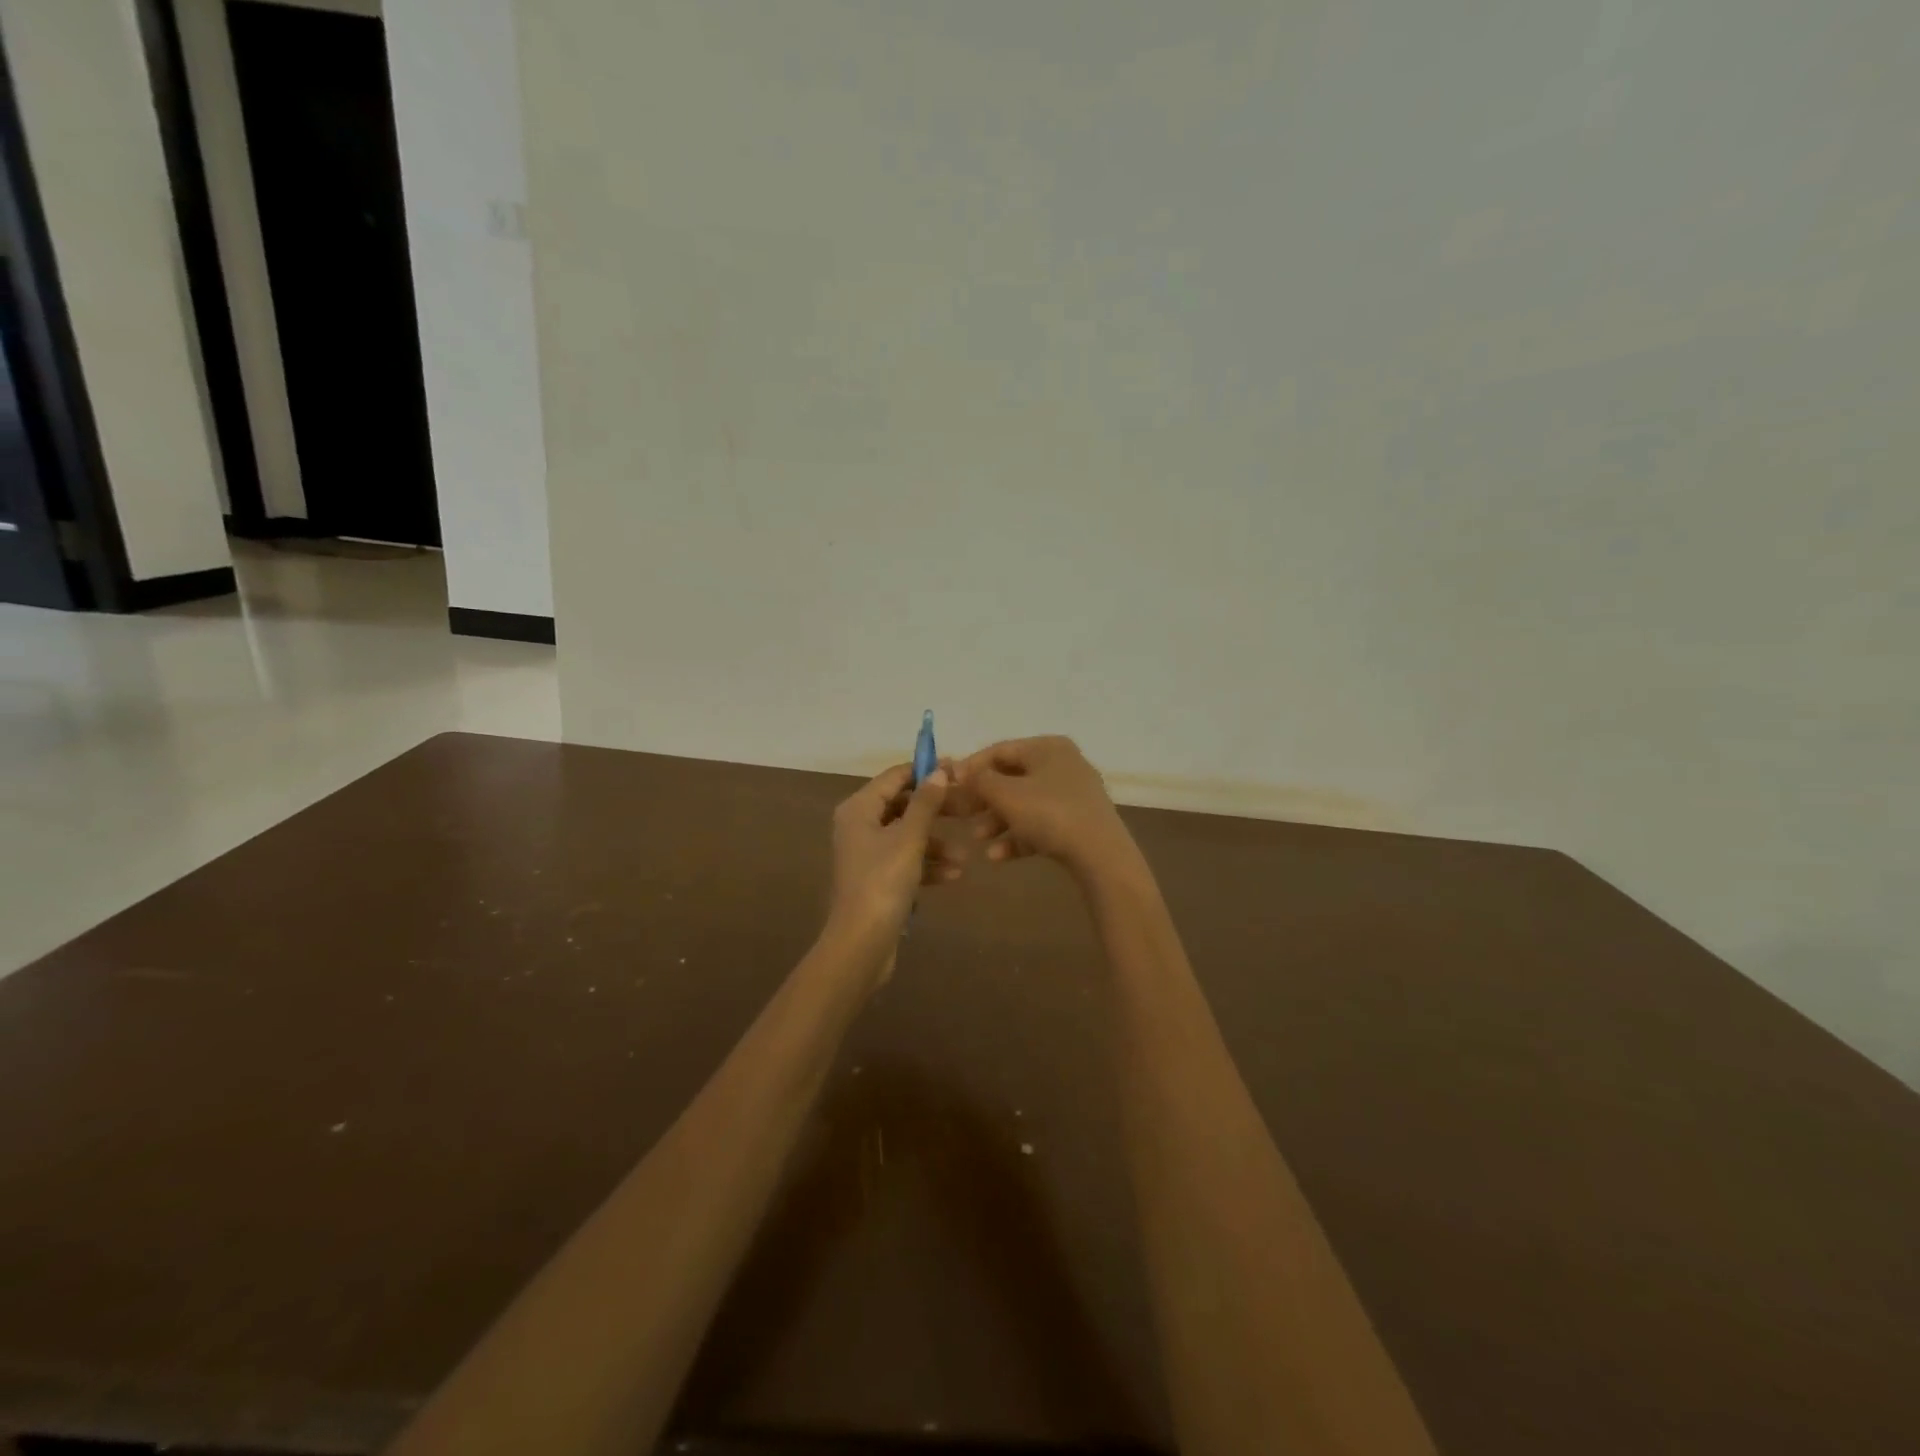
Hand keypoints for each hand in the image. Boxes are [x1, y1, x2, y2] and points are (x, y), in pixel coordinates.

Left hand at [826, 762, 958, 967]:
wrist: (861, 942)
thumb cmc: (883, 881)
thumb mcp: (909, 838)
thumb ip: (925, 803)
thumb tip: (939, 772)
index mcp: (859, 809)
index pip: (894, 777)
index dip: (925, 771)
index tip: (957, 770)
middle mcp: (858, 826)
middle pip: (902, 806)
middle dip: (935, 811)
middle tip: (967, 810)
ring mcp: (867, 854)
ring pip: (907, 836)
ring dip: (935, 844)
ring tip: (963, 856)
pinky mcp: (876, 879)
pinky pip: (905, 862)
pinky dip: (926, 866)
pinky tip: (953, 876)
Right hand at [952, 736, 1134, 875]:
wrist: (1101, 854)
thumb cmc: (1050, 814)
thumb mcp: (1007, 795)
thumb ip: (979, 780)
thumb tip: (959, 770)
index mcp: (1047, 747)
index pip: (1000, 750)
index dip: (970, 767)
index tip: (947, 785)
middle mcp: (1063, 764)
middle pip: (1012, 778)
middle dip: (984, 800)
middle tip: (961, 815)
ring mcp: (1073, 794)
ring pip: (1025, 804)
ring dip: (997, 821)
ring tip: (978, 840)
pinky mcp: (1078, 822)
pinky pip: (1041, 824)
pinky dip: (1018, 837)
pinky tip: (997, 857)